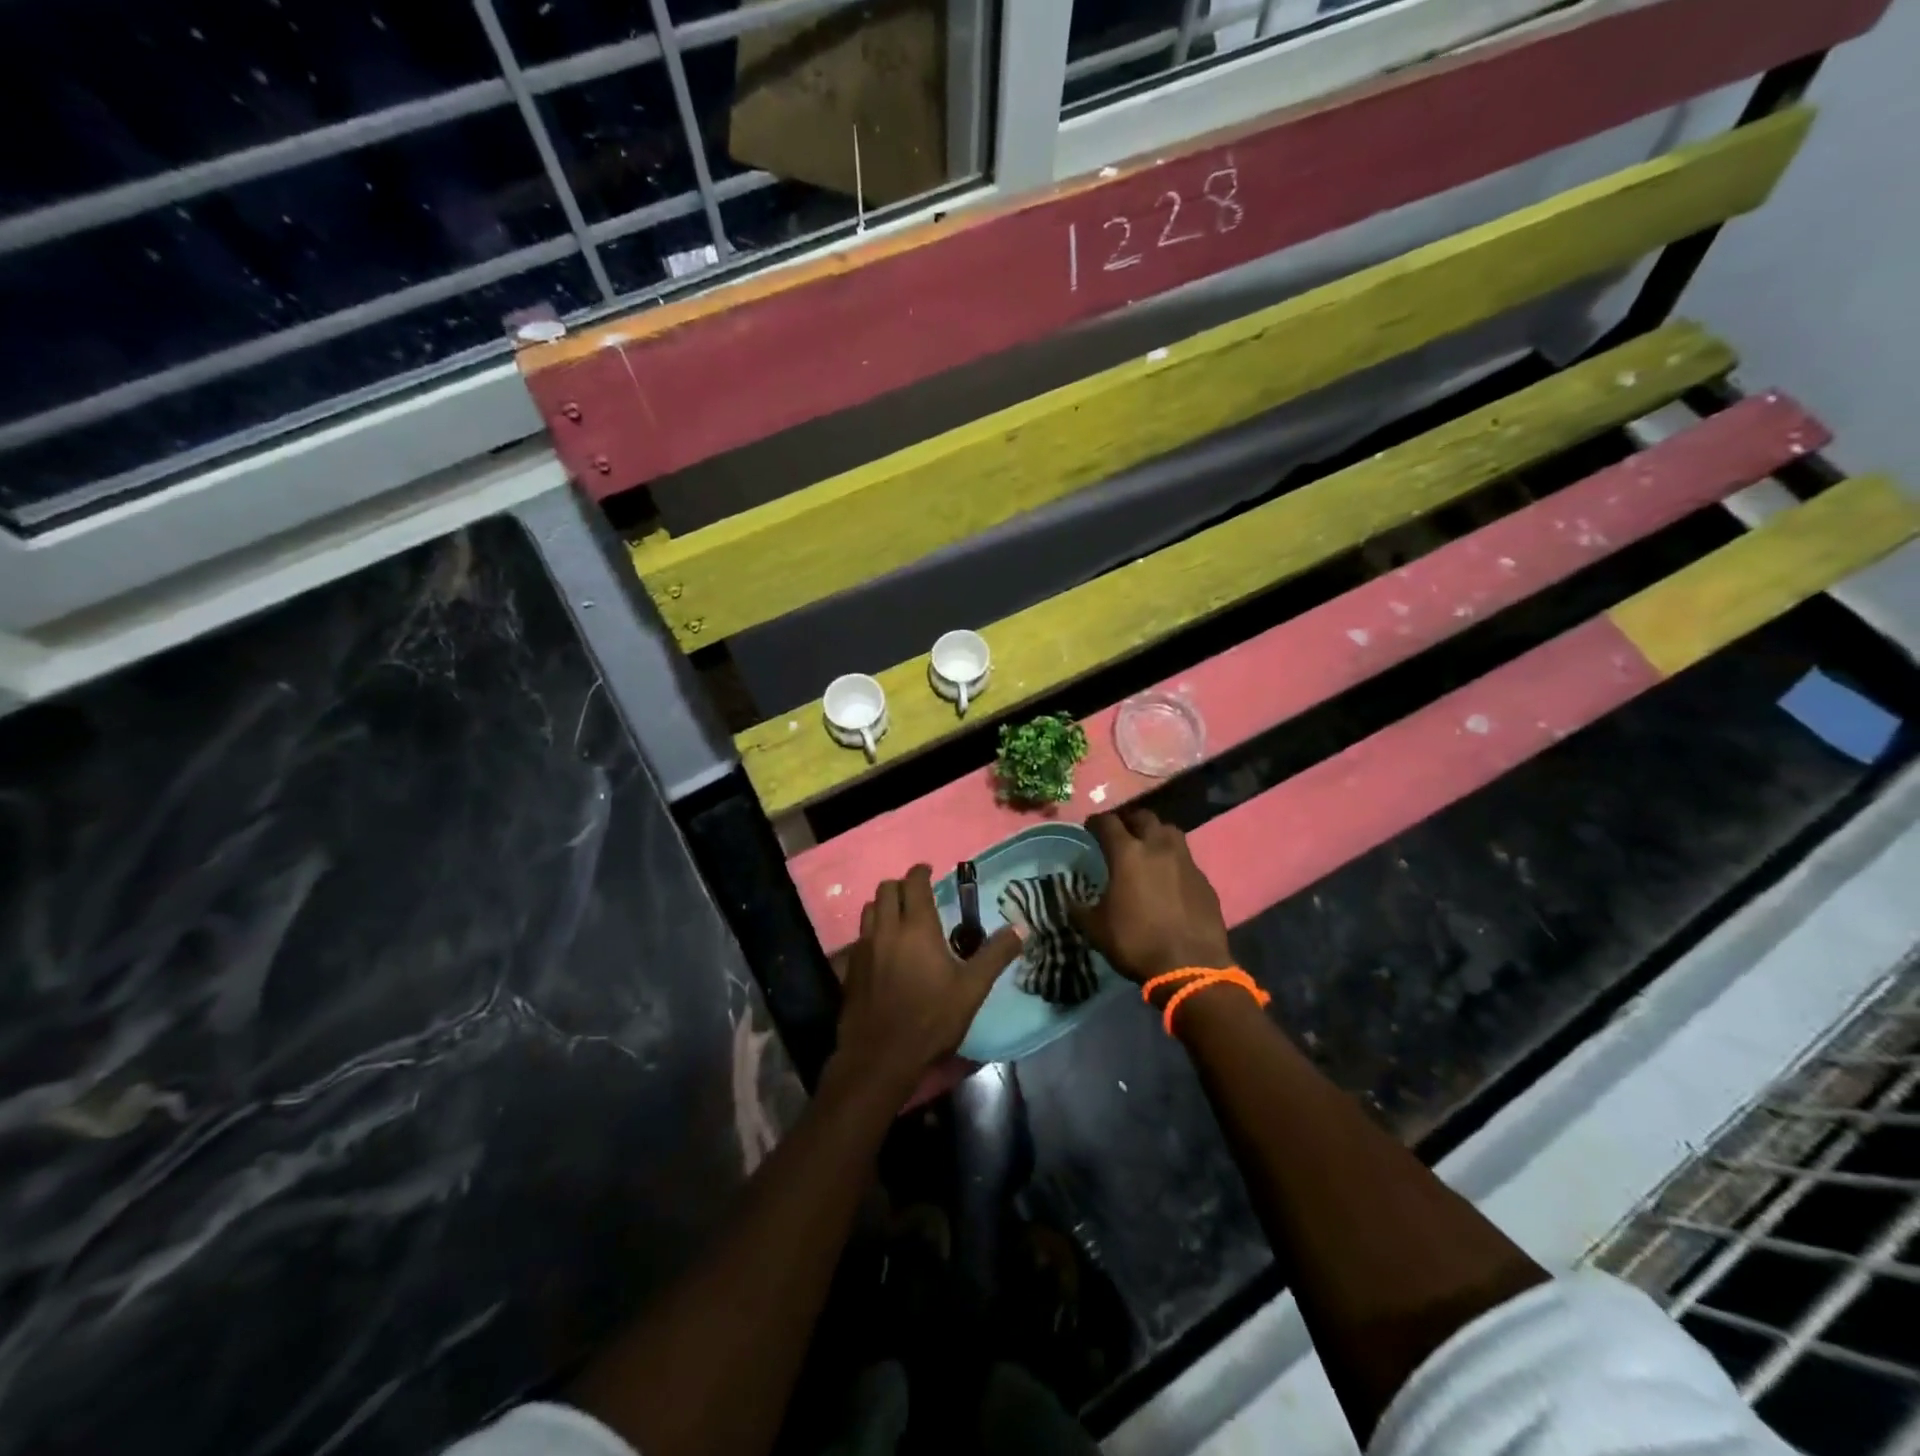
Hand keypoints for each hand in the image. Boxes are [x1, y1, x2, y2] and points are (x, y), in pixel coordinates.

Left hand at [833, 865, 1023, 1099]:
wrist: (881, 1056)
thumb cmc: (931, 1019)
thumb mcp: (972, 989)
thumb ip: (995, 955)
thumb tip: (1021, 929)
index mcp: (917, 927)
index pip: (914, 883)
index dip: (921, 872)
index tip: (930, 871)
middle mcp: (887, 930)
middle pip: (886, 889)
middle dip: (902, 885)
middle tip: (918, 895)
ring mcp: (864, 948)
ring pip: (869, 910)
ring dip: (884, 905)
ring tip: (900, 918)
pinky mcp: (850, 968)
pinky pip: (860, 936)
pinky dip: (873, 931)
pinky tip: (884, 950)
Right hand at [1071, 809, 1232, 983]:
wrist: (1191, 966)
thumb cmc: (1136, 942)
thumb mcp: (1096, 929)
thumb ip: (1080, 909)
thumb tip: (1071, 902)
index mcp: (1127, 854)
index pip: (1107, 822)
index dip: (1095, 822)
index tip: (1089, 827)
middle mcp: (1158, 847)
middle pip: (1144, 817)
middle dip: (1129, 821)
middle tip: (1121, 833)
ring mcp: (1186, 862)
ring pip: (1170, 832)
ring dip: (1156, 834)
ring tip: (1147, 848)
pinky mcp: (1204, 880)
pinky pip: (1186, 859)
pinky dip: (1174, 861)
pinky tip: (1169, 878)